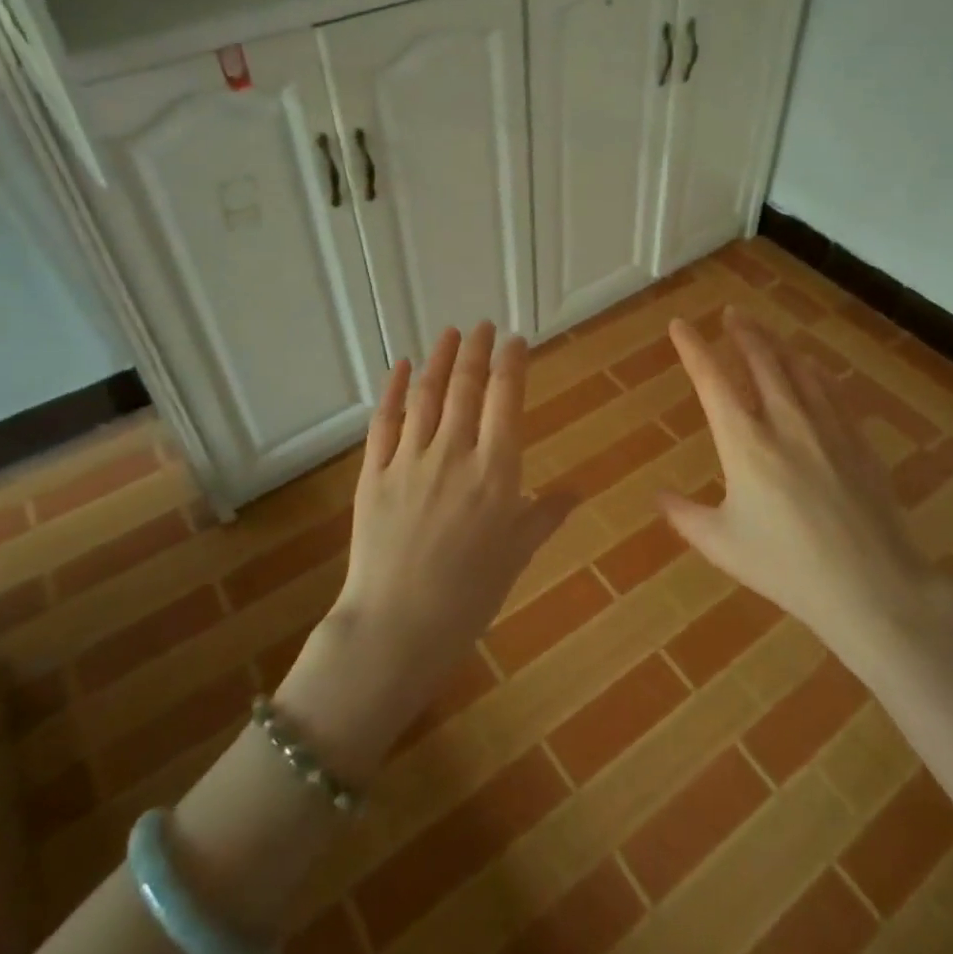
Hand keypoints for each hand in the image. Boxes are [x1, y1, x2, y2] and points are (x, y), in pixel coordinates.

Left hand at [276, 323, 575, 778]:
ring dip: (439, 359)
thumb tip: (578, 490)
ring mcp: (409, 460)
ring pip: (426, 395)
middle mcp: (454, 454)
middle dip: (476, 350)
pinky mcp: (373, 473)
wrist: (396, 627)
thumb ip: (545, 515)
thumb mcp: (517, 555)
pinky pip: (384, 422)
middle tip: (483, 326)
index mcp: (496, 472)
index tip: (515, 339)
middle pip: (466, 387)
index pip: (505, 400)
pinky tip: (400, 366)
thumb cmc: (469, 596)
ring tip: (449, 333)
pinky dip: (394, 390)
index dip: (511, 363)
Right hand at [660, 307, 952, 669]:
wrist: (871, 586)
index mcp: (744, 443)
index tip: (680, 325)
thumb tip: (658, 496)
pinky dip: (813, 369)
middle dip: (742, 332)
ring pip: (797, 368)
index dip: (693, 348)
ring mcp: (825, 427)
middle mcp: (783, 421)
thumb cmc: (786, 568)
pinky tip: (810, 365)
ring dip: (776, 343)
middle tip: (730, 314)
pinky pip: (831, 390)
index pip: (711, 380)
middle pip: (760, 360)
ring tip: (762, 330)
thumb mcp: (722, 545)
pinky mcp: (856, 440)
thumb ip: (684, 515)